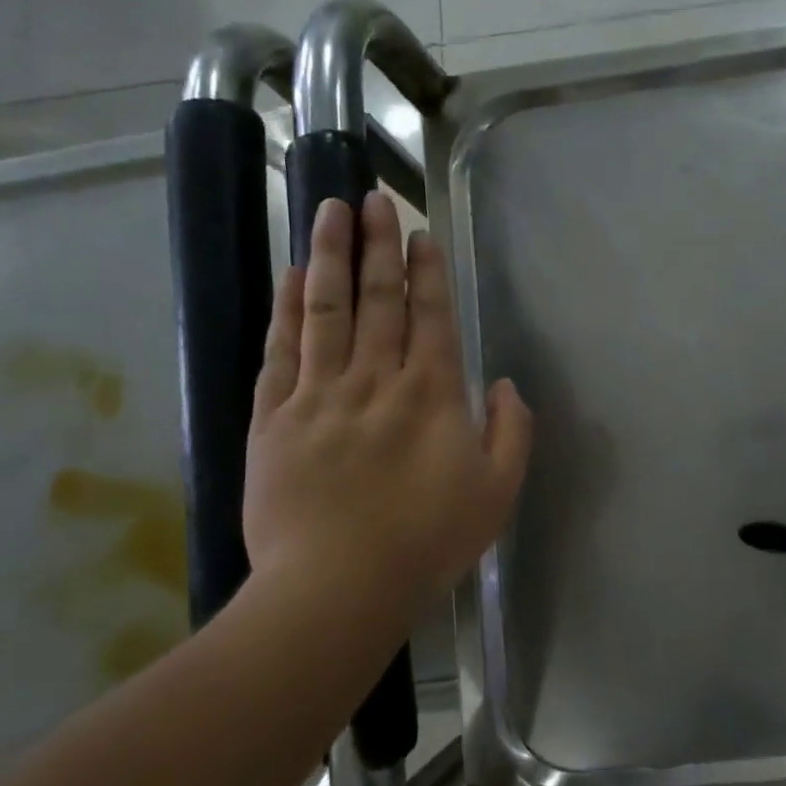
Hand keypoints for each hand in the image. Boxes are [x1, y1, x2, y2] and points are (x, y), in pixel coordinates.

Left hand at [243, 194, 531, 628]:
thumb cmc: (428, 541)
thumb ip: (511, 432)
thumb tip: (503, 385)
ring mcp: (319, 395)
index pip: (431, 317)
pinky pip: (282, 351)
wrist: (337, 586)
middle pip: (378, 300)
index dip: (427, 272)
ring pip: (326, 311)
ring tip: (330, 211)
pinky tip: (294, 276)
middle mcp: (375, 380)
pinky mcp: (274, 418)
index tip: (421, 233)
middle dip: (379, 245)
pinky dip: (288, 309)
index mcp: (431, 395)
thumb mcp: (498, 492)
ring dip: (331, 256)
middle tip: (374, 198)